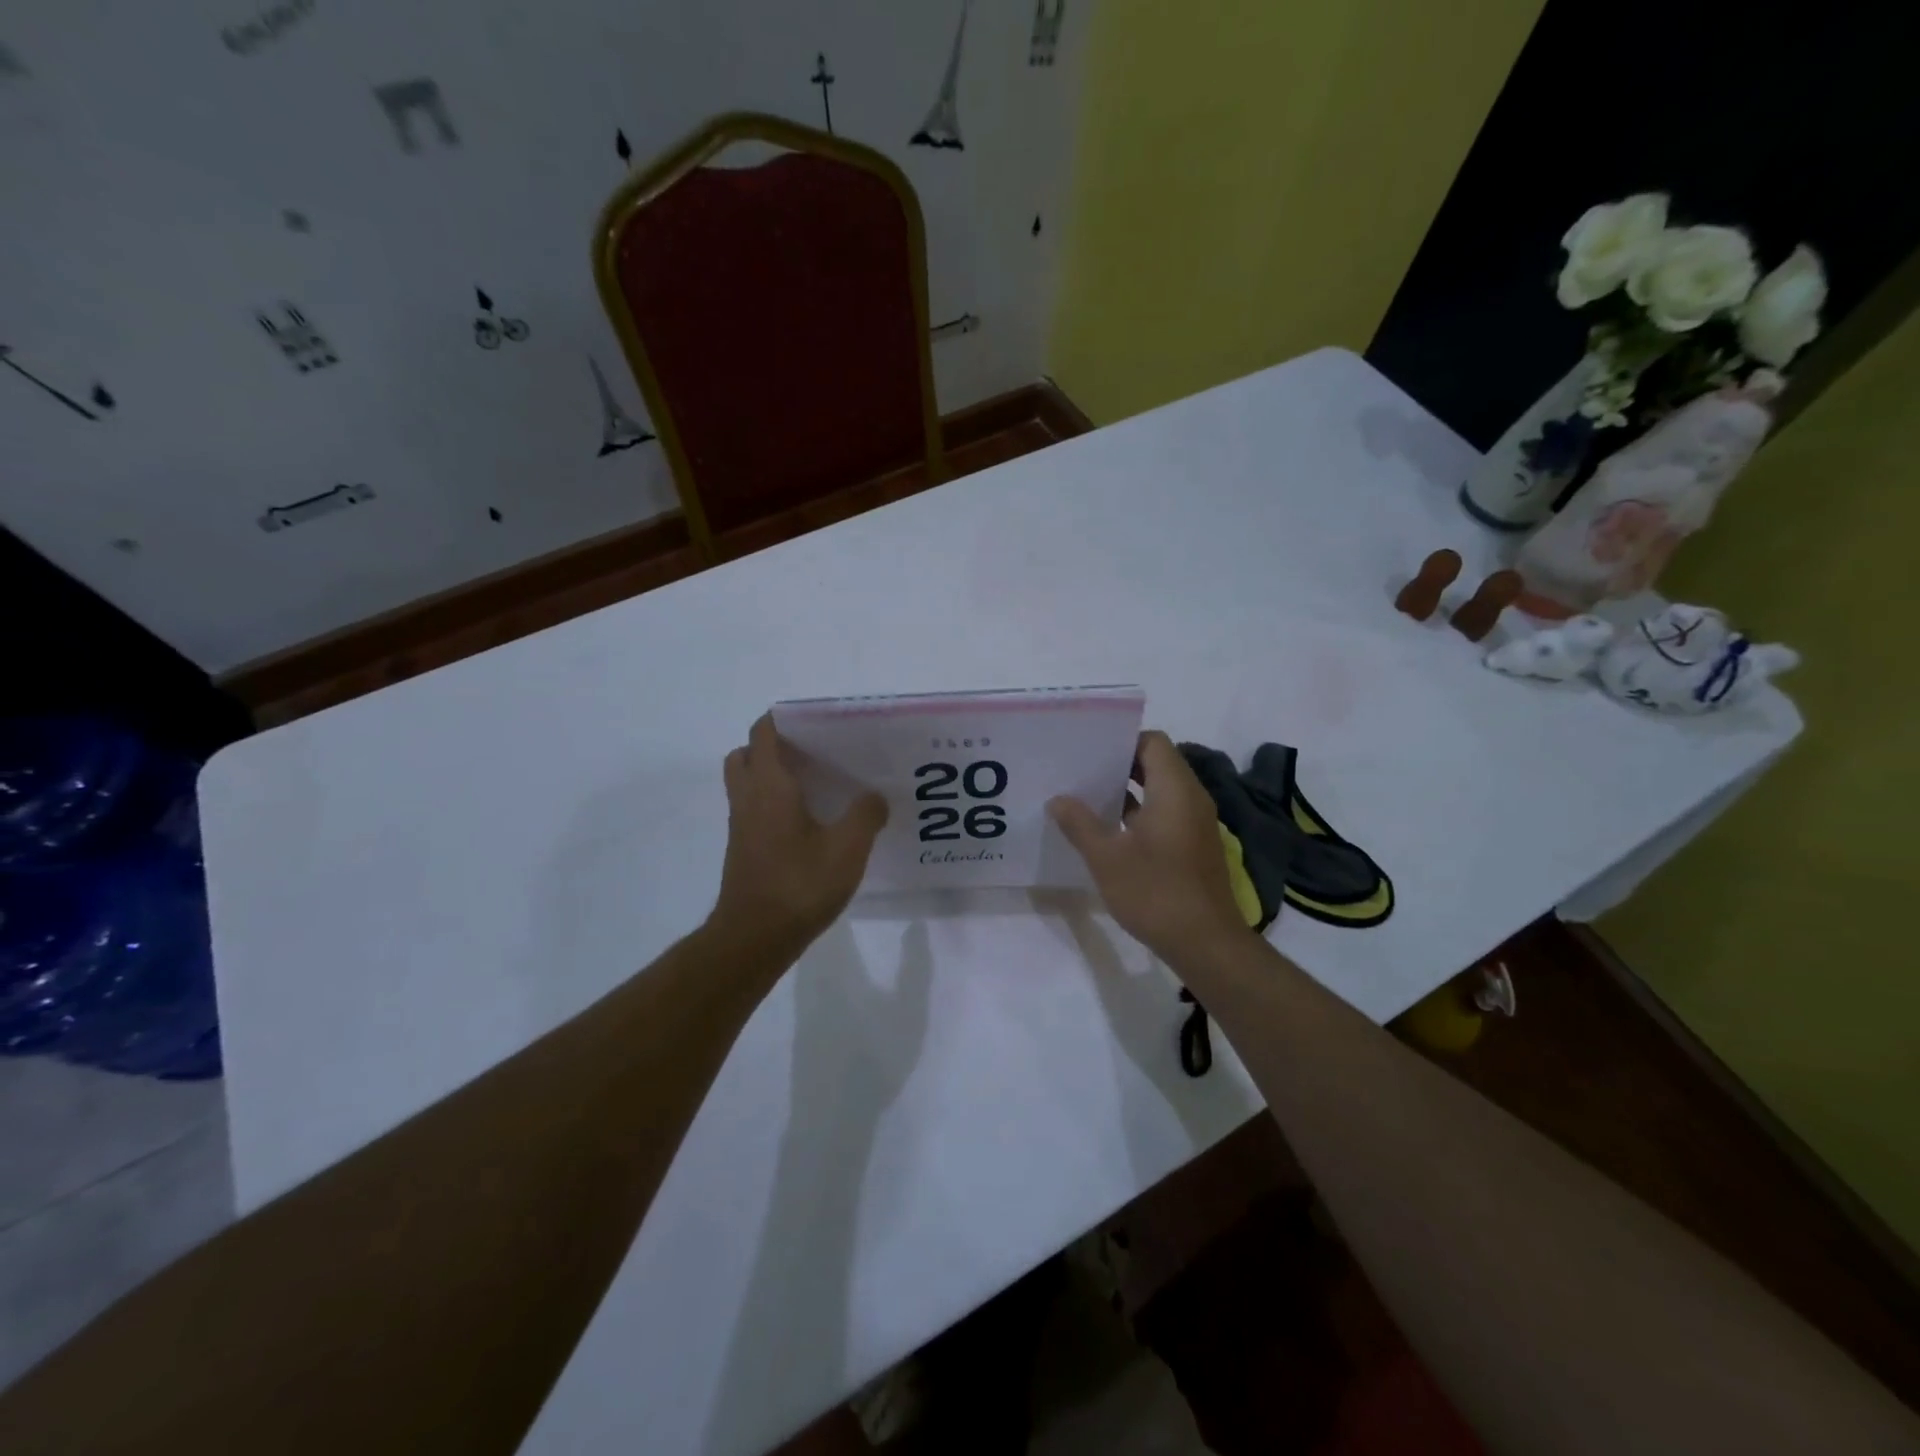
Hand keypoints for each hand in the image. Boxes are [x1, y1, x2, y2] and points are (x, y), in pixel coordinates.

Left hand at [710, 715, 888, 956]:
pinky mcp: (743, 849)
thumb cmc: (800, 885)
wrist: (755, 937)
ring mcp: (741, 826)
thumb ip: (866, 815)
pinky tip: (808, 823)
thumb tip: (874, 796)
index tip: (815, 723)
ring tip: (813, 786)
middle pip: (746, 755)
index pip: (763, 734)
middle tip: (810, 754)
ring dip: (770, 776)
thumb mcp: (847, 848)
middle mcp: (748, 799)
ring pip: (746, 784)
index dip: (783, 720)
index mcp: (770, 787)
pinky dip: (772, 804)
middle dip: (772, 746)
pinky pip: (752, 810)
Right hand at [1048, 731, 1244, 963]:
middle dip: (1118, 764)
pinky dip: (1138, 813)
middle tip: (1080, 771)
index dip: (1122, 741)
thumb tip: (1058, 799)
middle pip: (1156, 763)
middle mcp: (1191, 798)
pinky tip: (1107, 830)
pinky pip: (1164, 813)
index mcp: (1174, 790)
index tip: (1089, 750)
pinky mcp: (1193, 845)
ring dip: (1126, 791)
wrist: (1205, 943)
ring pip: (1159, 790)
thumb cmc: (1155, 892)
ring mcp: (1195, 823)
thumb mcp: (1107, 857)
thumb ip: (1080, 823)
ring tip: (1085, 797)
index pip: (1152, 742)